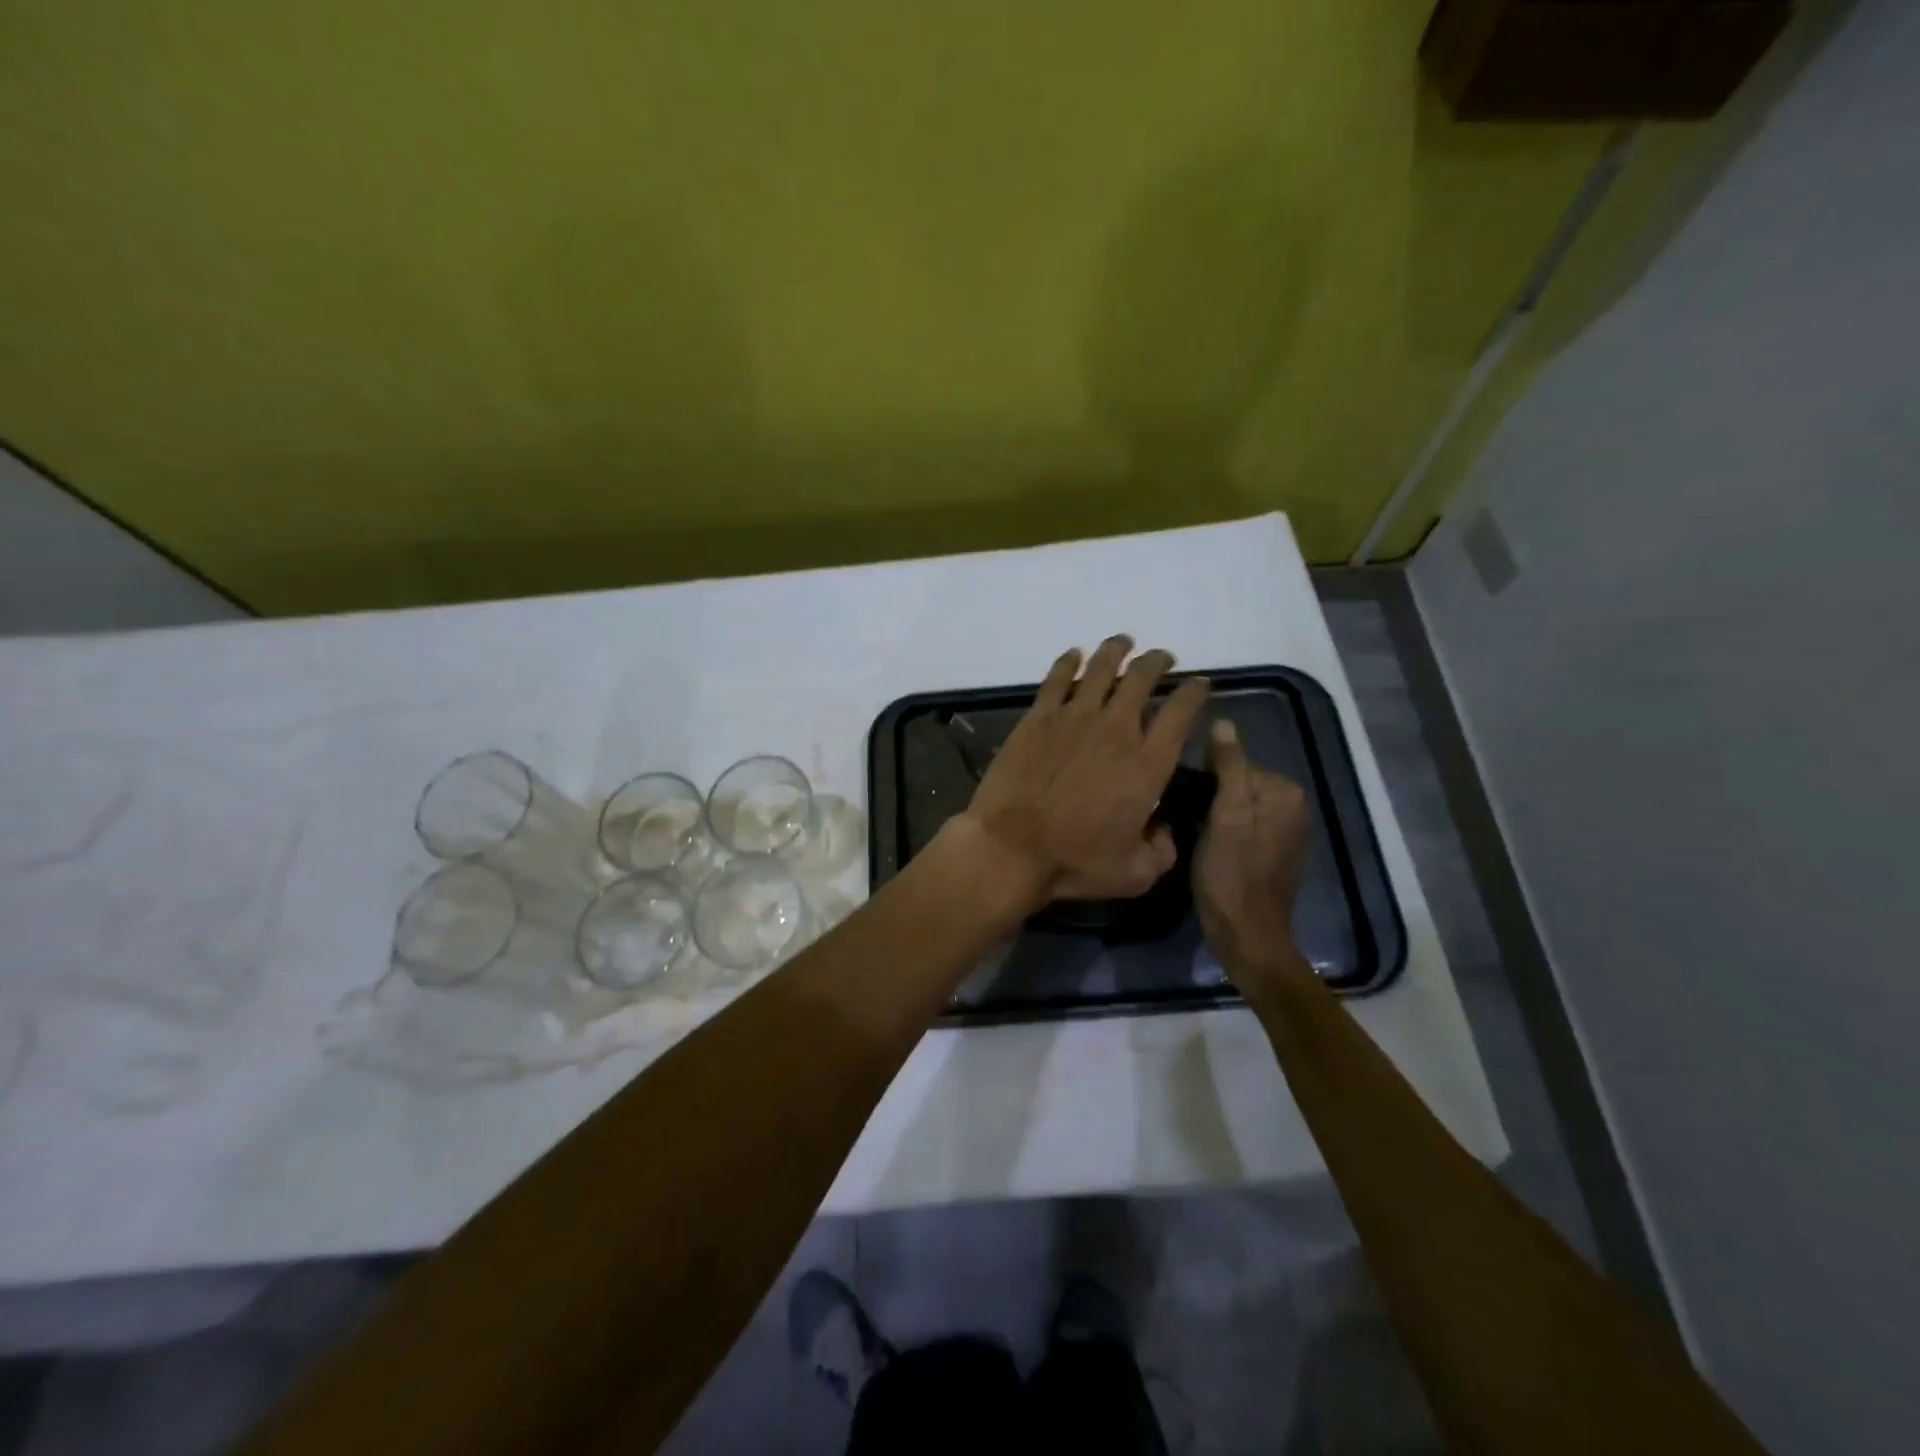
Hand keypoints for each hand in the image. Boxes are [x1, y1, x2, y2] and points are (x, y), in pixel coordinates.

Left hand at [960, 635, 1209, 908]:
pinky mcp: (1038, 718)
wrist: (1011, 848)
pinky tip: (1074, 654)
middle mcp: (1116, 730)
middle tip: (1162, 659)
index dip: (1194, 692)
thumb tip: (1166, 829)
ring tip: (1124, 642)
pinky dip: (1069, 661)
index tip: (1199, 684)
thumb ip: (1163, 850)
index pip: (1181, 713)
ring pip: (1101, 668)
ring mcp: (1074, 718)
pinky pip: (1057, 678)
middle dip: (1158, 662)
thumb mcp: (1135, 874)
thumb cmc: (1074, 862)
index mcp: (1147, 764)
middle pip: (1143, 678)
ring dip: (1116, 650)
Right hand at [1193, 717, 1312, 983]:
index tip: (1185, 798)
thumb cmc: (1231, 874)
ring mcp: (1284, 831)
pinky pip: (1242, 825)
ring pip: (1237, 805)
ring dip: (1214, 813)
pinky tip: (1209, 847)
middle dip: (1211, 795)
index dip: (1205, 778)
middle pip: (1237, 783)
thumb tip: (1222, 723)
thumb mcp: (1225, 816)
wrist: (1246, 935)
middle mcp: (1292, 807)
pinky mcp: (1273, 852)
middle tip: (1186, 818)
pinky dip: (1224, 830)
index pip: (1235, 762)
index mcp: (1284, 793)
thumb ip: (1228, 767)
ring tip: (1192, 832)